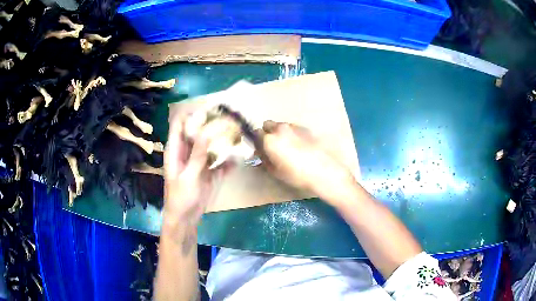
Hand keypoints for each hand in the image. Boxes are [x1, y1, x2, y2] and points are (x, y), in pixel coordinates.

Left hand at [163, 117, 229, 225]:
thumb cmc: (180, 198)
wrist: (186, 219)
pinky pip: (221, 162)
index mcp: (176, 149)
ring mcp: (200, 161)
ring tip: (237, 131)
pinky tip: (240, 156)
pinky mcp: (210, 172)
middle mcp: (188, 151)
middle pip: (197, 131)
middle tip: (229, 117)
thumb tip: (206, 131)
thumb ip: (197, 154)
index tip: (209, 108)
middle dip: (211, 123)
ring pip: (211, 144)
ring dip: (222, 139)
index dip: (191, 113)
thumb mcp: (188, 176)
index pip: (180, 124)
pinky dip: (229, 159)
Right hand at [259, 120, 354, 204]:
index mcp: (269, 139)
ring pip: (280, 126)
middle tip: (272, 147)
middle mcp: (280, 128)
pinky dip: (291, 134)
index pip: (255, 133)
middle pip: (267, 125)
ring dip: (279, 133)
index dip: (256, 142)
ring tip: (287, 148)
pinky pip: (292, 128)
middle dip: (267, 134)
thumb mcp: (275, 171)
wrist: (323, 171)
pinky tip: (298, 146)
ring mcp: (293, 126)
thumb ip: (263, 159)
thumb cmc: (296, 174)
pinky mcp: (305, 128)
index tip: (259, 149)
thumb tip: (259, 153)